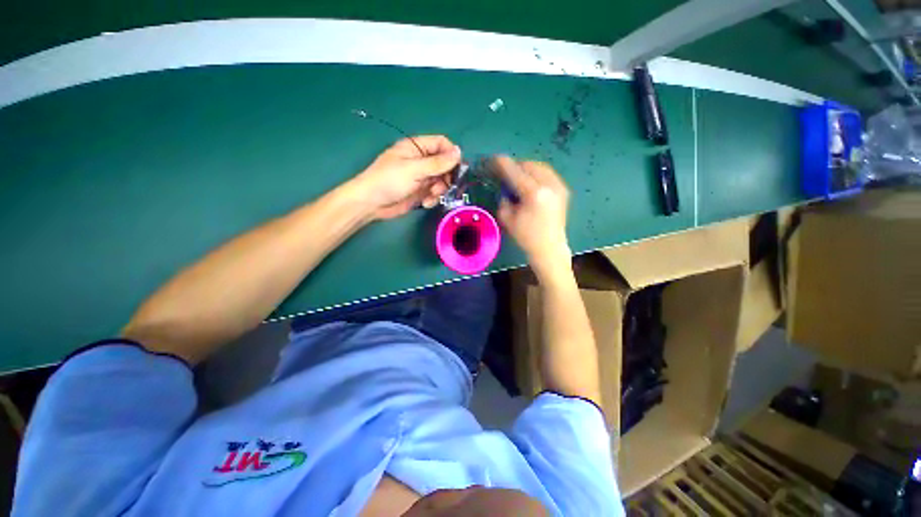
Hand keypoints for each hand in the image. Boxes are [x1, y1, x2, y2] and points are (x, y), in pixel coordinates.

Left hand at [350, 135, 461, 219]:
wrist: (371, 204)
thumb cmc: (389, 180)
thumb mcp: (415, 169)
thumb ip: (438, 163)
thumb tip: (459, 152)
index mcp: (417, 147)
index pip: (441, 144)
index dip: (451, 155)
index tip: (457, 169)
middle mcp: (421, 160)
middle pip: (444, 164)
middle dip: (446, 177)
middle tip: (444, 186)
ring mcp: (421, 177)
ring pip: (441, 181)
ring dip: (439, 190)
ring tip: (431, 196)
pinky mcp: (420, 191)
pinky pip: (434, 193)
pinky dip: (432, 198)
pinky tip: (425, 203)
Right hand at [493, 156, 571, 275]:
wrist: (549, 247)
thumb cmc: (526, 236)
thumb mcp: (507, 218)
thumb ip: (504, 198)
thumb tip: (505, 187)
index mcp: (533, 193)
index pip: (515, 172)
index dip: (503, 164)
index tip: (495, 159)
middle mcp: (549, 185)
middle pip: (529, 165)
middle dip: (516, 165)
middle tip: (506, 171)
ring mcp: (558, 187)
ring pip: (540, 167)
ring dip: (527, 168)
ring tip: (518, 175)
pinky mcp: (563, 190)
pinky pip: (548, 174)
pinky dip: (537, 173)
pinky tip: (531, 182)